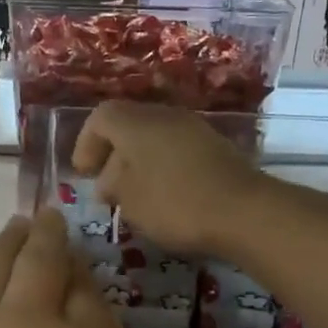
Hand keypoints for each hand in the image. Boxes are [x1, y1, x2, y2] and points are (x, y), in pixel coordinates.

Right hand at [71, 101, 264, 255]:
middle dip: (112, 155)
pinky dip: (162, 168)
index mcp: (137, 123)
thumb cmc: (176, 204)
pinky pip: (176, 150)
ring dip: (138, 164)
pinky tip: (165, 197)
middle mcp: (165, 116)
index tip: (83, 173)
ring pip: (154, 138)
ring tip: (135, 197)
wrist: (244, 211)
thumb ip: (113, 185)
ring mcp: (194, 129)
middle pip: (129, 126)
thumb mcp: (130, 200)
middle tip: (107, 190)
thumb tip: (111, 178)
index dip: (86, 143)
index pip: (101, 117)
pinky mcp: (215, 147)